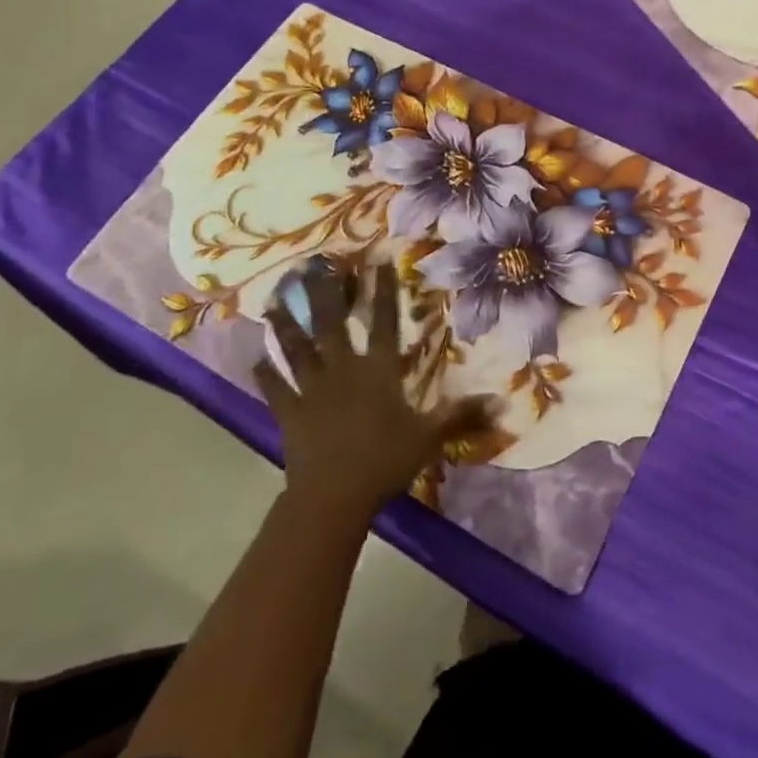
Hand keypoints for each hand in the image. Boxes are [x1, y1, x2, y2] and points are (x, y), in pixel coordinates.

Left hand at [254, 260, 493, 518]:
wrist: (333, 496)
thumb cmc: (385, 461)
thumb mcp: (429, 436)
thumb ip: (461, 414)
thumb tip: (502, 402)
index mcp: (379, 370)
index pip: (385, 321)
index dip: (383, 290)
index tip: (376, 260)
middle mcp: (344, 370)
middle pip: (333, 324)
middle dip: (327, 293)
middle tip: (317, 265)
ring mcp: (313, 390)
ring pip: (298, 350)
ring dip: (286, 326)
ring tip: (273, 302)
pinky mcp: (290, 413)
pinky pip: (276, 389)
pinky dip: (265, 374)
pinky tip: (254, 359)